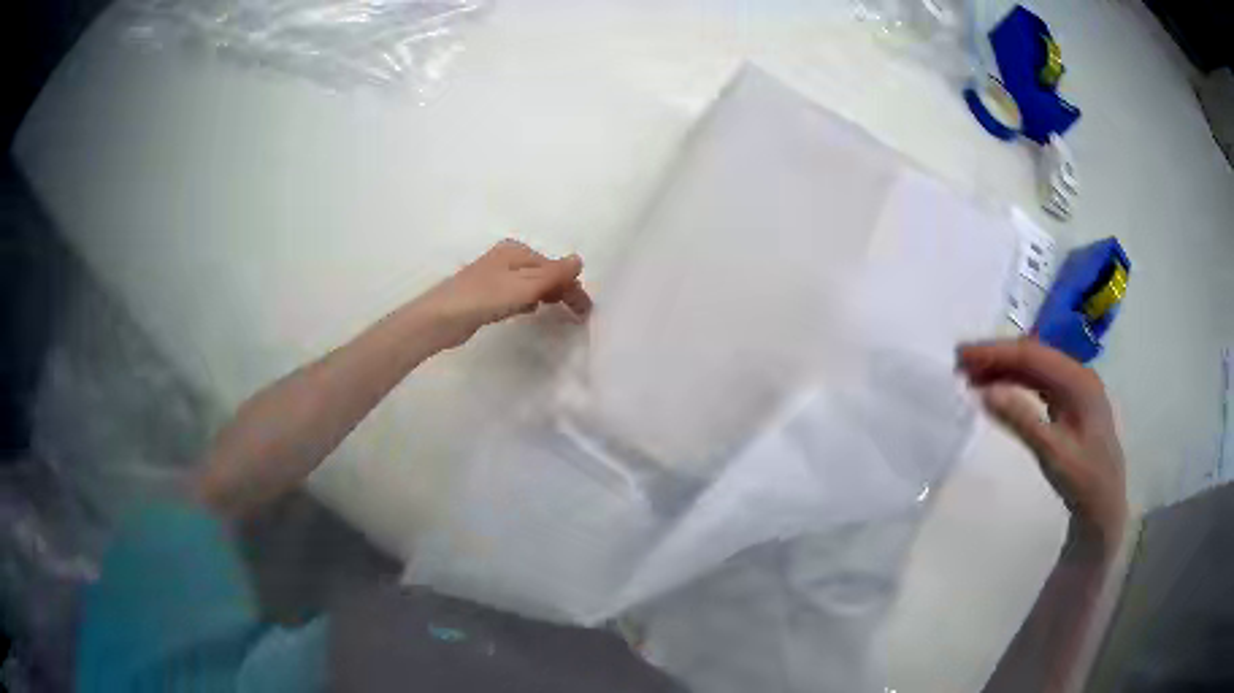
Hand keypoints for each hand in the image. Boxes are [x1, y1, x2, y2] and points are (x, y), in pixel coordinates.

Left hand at [421, 239, 592, 348]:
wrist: (441, 317)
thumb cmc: (485, 297)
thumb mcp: (525, 286)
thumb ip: (554, 275)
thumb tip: (579, 260)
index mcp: (517, 251)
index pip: (554, 268)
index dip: (572, 287)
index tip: (585, 311)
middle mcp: (507, 258)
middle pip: (543, 273)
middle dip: (561, 290)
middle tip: (577, 314)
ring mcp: (494, 275)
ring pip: (530, 284)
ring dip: (546, 295)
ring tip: (558, 310)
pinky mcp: (486, 294)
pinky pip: (516, 294)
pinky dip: (527, 300)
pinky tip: (529, 311)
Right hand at [958, 338, 1125, 554]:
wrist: (1104, 507)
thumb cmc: (1083, 482)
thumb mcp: (1053, 454)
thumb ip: (1022, 420)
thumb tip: (985, 393)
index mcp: (1078, 381)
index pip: (1032, 355)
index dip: (996, 352)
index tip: (961, 356)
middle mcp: (1077, 375)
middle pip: (1032, 356)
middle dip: (996, 356)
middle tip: (960, 364)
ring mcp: (1074, 389)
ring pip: (1034, 368)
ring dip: (1004, 368)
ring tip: (972, 376)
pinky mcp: (1069, 403)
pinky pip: (1038, 383)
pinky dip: (1015, 383)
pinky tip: (998, 389)